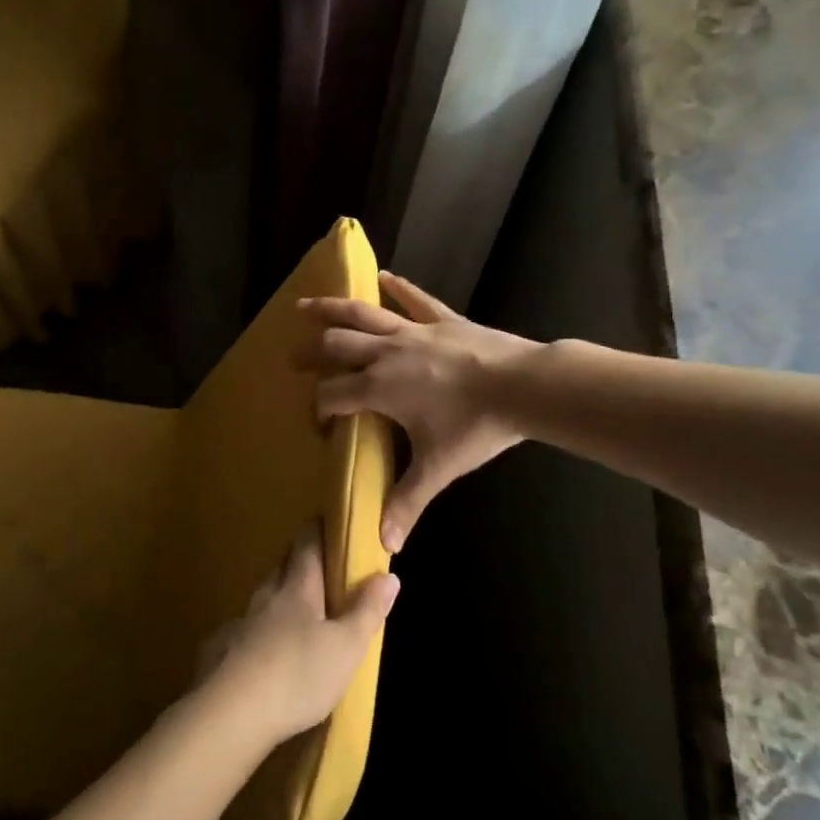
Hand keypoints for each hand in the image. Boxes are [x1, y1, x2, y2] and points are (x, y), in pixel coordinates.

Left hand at [198, 526, 399, 747]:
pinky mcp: (217, 651)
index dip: (316, 531)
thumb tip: (388, 575)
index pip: (306, 547)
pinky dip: (253, 634)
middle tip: (314, 568)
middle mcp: (265, 598)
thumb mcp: (346, 647)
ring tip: (291, 614)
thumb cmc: (298, 675)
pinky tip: (257, 653)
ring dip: (275, 599)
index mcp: (298, 590)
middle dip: (296, 562)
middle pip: (280, 568)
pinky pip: (240, 633)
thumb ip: (367, 611)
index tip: (323, 520)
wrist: (231, 713)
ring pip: (260, 600)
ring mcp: (238, 623)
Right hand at [300, 272, 538, 551]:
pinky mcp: (443, 319)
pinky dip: (398, 287)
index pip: (332, 395)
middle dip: (311, 353)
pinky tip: (383, 275)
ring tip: (304, 305)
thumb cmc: (476, 427)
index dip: (318, 408)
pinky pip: (415, 299)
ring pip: (363, 313)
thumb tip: (385, 544)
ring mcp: (414, 331)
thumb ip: (407, 502)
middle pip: (336, 346)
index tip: (319, 423)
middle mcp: (386, 353)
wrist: (525, 387)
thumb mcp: (438, 468)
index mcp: (379, 388)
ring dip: (331, 308)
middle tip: (295, 359)